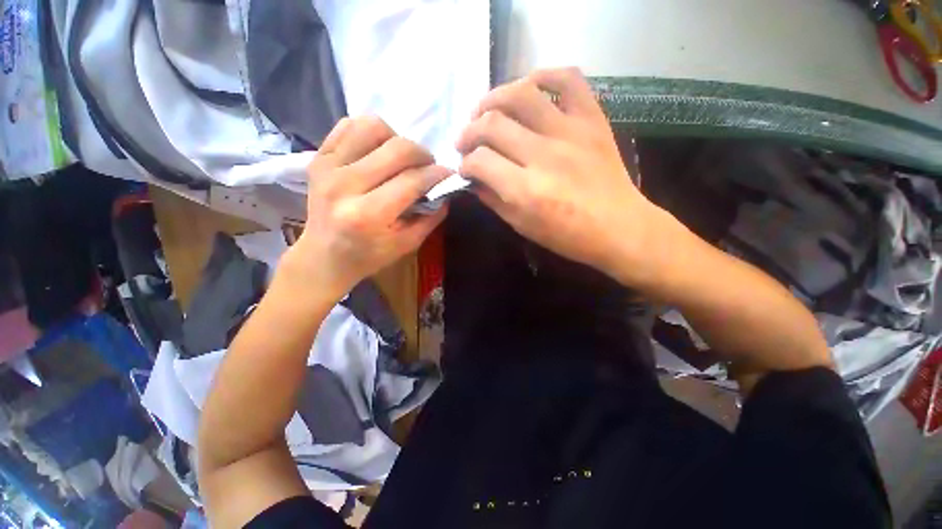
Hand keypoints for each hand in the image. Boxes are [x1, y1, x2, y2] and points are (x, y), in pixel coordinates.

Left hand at [285, 116, 448, 301]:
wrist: (323, 255)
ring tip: (401, 159)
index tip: (449, 175)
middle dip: (423, 155)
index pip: (412, 181)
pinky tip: (379, 151)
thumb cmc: (369, 255)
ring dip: (397, 139)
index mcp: (367, 215)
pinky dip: (372, 132)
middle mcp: (345, 185)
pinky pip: (350, 125)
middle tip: (428, 168)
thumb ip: (431, 217)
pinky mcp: (318, 156)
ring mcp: (328, 166)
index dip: (437, 174)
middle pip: (397, 149)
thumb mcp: (407, 244)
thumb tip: (446, 189)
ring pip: (373, 127)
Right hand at [456, 68, 665, 285]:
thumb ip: (493, 200)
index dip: (465, 164)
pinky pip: (568, 79)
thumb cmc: (567, 236)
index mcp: (526, 190)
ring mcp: (570, 132)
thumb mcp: (522, 226)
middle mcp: (544, 155)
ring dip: (493, 99)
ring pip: (521, 94)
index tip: (465, 169)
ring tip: (485, 111)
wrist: (619, 227)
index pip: (480, 161)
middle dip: (469, 132)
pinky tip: (529, 87)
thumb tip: (473, 179)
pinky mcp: (592, 119)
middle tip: (466, 142)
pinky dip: (544, 75)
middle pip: (492, 124)